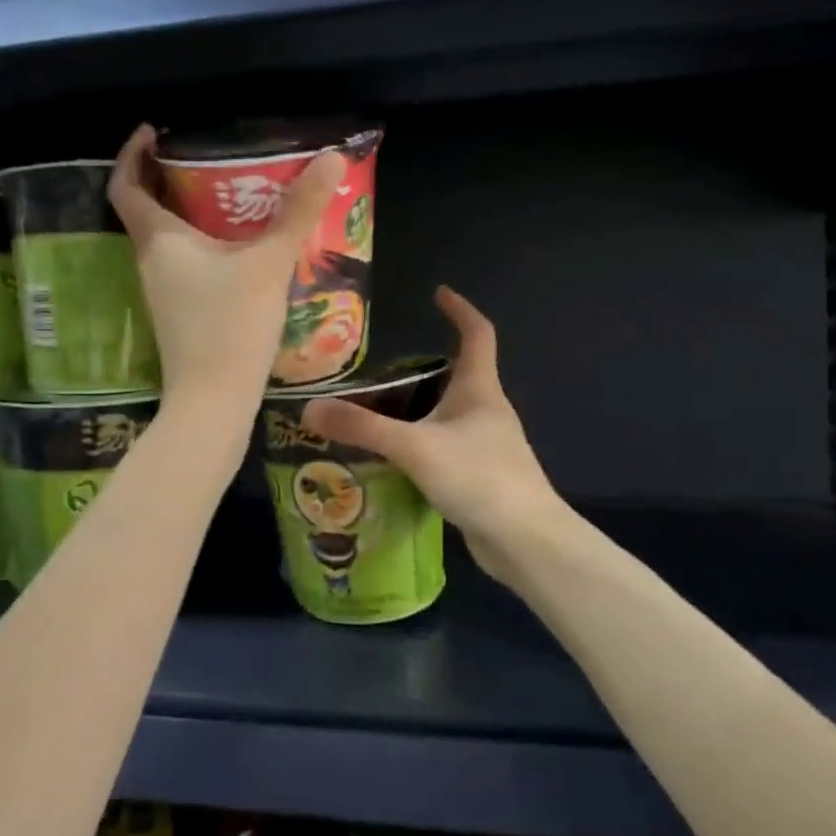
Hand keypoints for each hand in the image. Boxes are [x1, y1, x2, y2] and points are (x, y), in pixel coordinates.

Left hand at [108, 125, 343, 418]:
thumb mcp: (269, 263)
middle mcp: (151, 262)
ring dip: (191, 214)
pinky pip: (185, 264)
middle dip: (172, 179)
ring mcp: (163, 292)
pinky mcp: (180, 314)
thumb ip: (298, 211)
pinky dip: (205, 245)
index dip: (132, 154)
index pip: (125, 185)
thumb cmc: (231, 325)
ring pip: (168, 240)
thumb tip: (330, 156)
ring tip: (233, 197)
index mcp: (158, 240)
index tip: (154, 132)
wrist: (214, 402)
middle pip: (148, 209)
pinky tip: (242, 248)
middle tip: (210, 159)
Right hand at [302, 287, 563, 576]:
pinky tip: (393, 461)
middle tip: (379, 371)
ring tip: (375, 413)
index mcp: (480, 390)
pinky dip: (420, 445)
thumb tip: (309, 409)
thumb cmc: (479, 478)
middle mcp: (486, 411)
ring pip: (447, 415)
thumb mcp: (414, 447)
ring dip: (417, 409)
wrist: (526, 542)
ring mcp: (486, 445)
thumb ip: (362, 428)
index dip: (460, 309)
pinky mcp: (480, 476)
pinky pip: (444, 447)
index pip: (477, 334)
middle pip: (457, 375)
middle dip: (423, 367)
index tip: (438, 294)